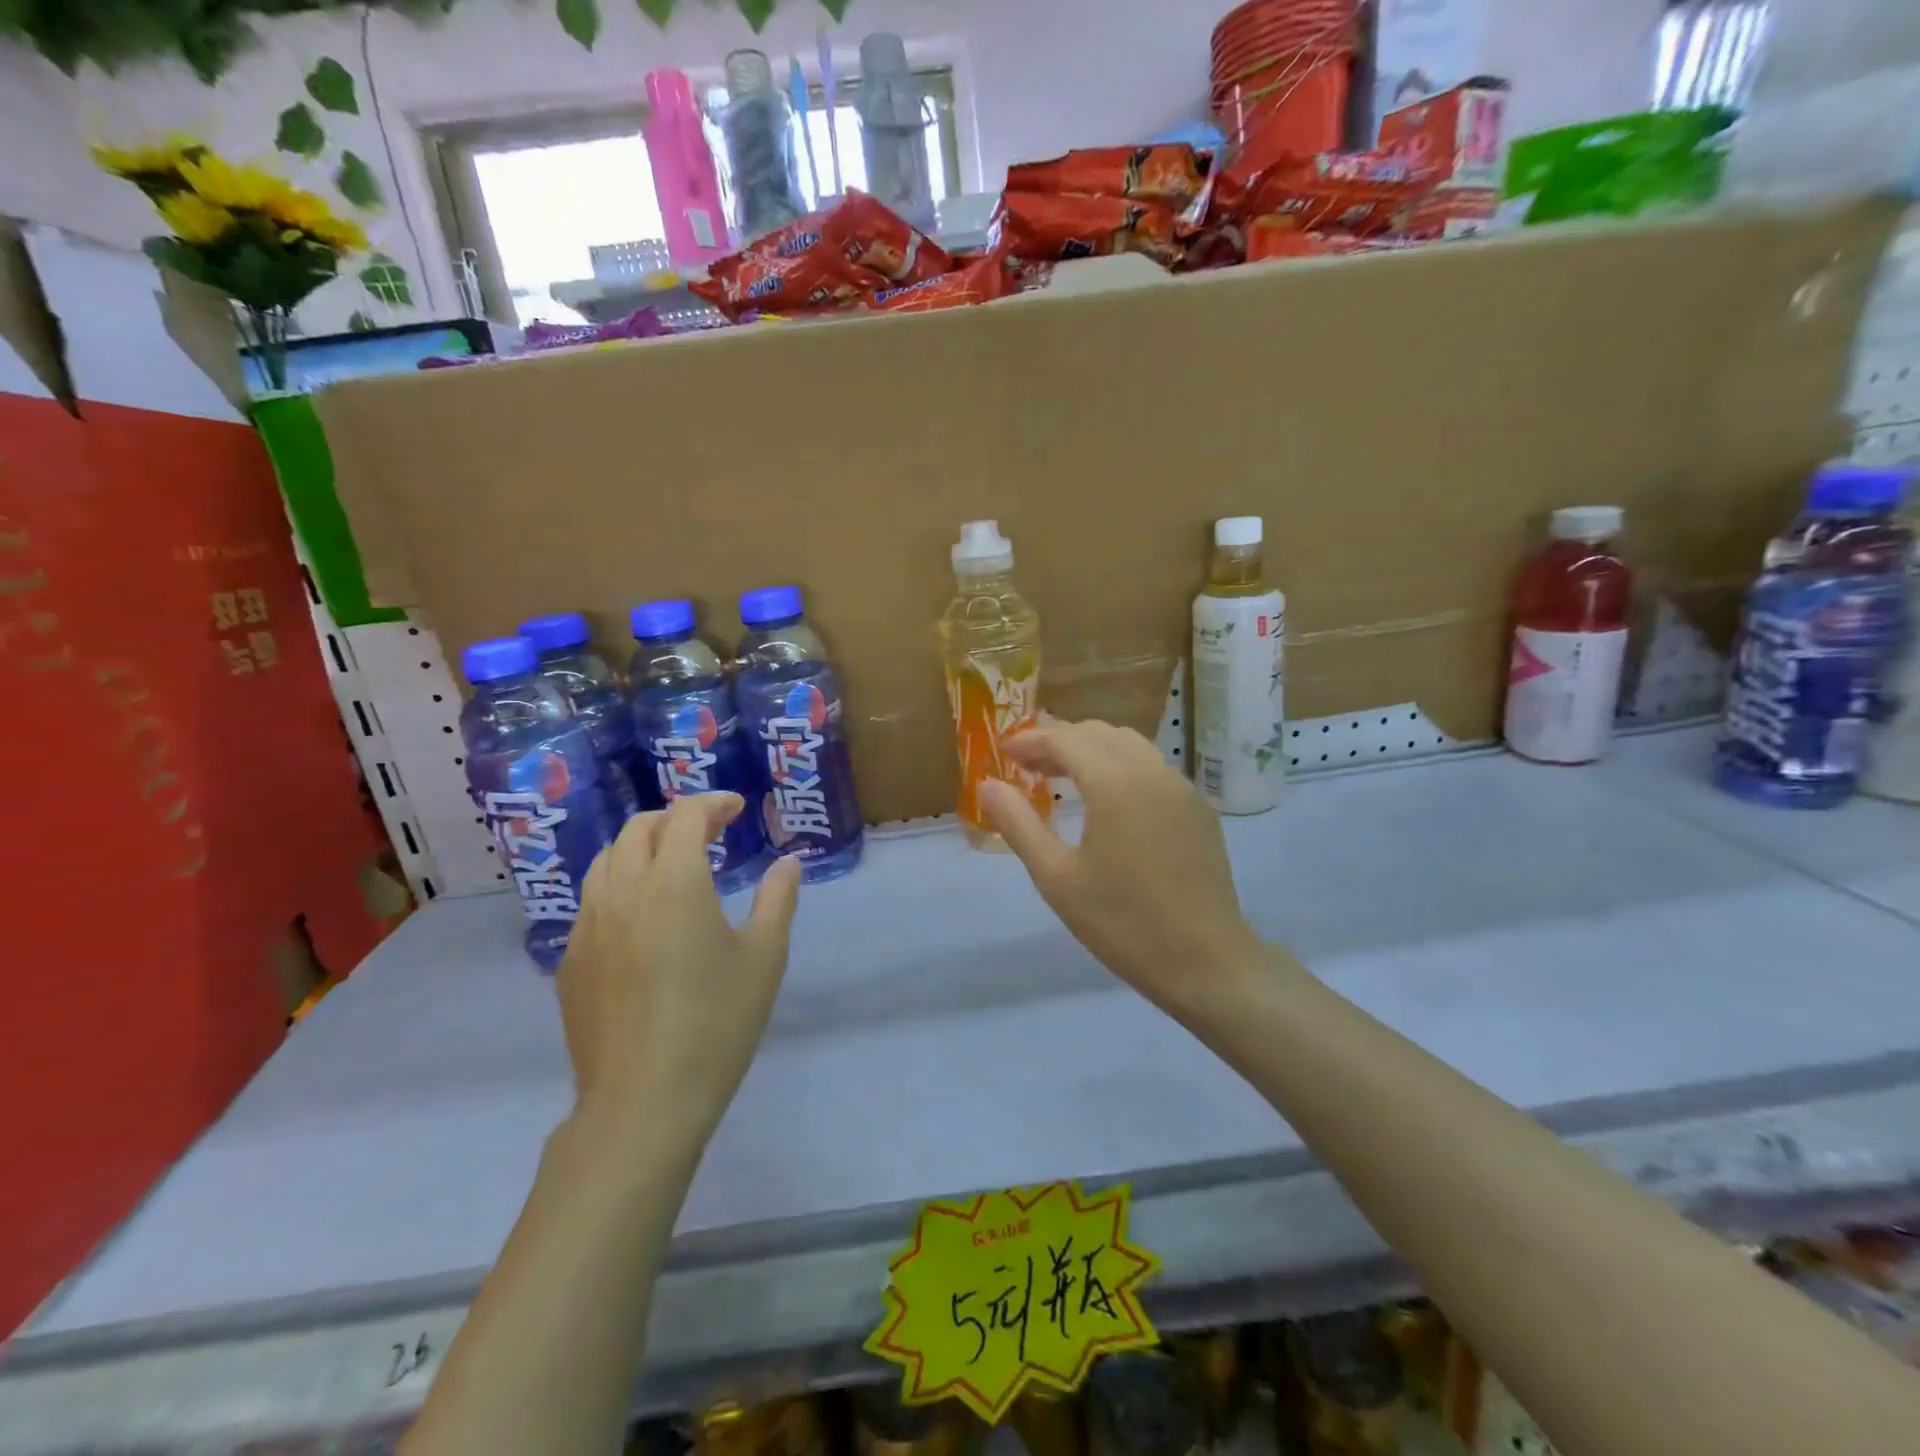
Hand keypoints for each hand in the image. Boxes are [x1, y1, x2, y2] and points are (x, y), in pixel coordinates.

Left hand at [558, 794, 800, 1148]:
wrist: (643, 1102)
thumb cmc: (717, 1023)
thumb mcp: (764, 958)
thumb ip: (777, 900)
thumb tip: (787, 863)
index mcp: (674, 881)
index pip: (685, 815)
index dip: (712, 803)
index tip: (736, 809)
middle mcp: (623, 890)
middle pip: (639, 828)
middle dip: (675, 819)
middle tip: (708, 833)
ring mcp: (588, 925)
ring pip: (606, 860)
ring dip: (641, 847)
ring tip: (670, 866)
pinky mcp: (570, 960)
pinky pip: (591, 901)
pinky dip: (619, 886)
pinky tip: (641, 919)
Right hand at [979, 721, 1263, 1022]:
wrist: (1206, 963)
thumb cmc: (1122, 922)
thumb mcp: (1056, 877)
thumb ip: (1018, 823)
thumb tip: (987, 784)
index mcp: (1114, 782)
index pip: (1066, 739)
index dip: (1031, 740)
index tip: (1004, 753)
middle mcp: (1152, 771)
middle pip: (1099, 734)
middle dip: (1060, 741)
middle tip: (1028, 766)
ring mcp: (1182, 788)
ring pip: (1130, 746)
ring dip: (1092, 750)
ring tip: (1063, 778)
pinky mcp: (1200, 809)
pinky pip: (1154, 769)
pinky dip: (1122, 767)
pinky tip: (1109, 802)